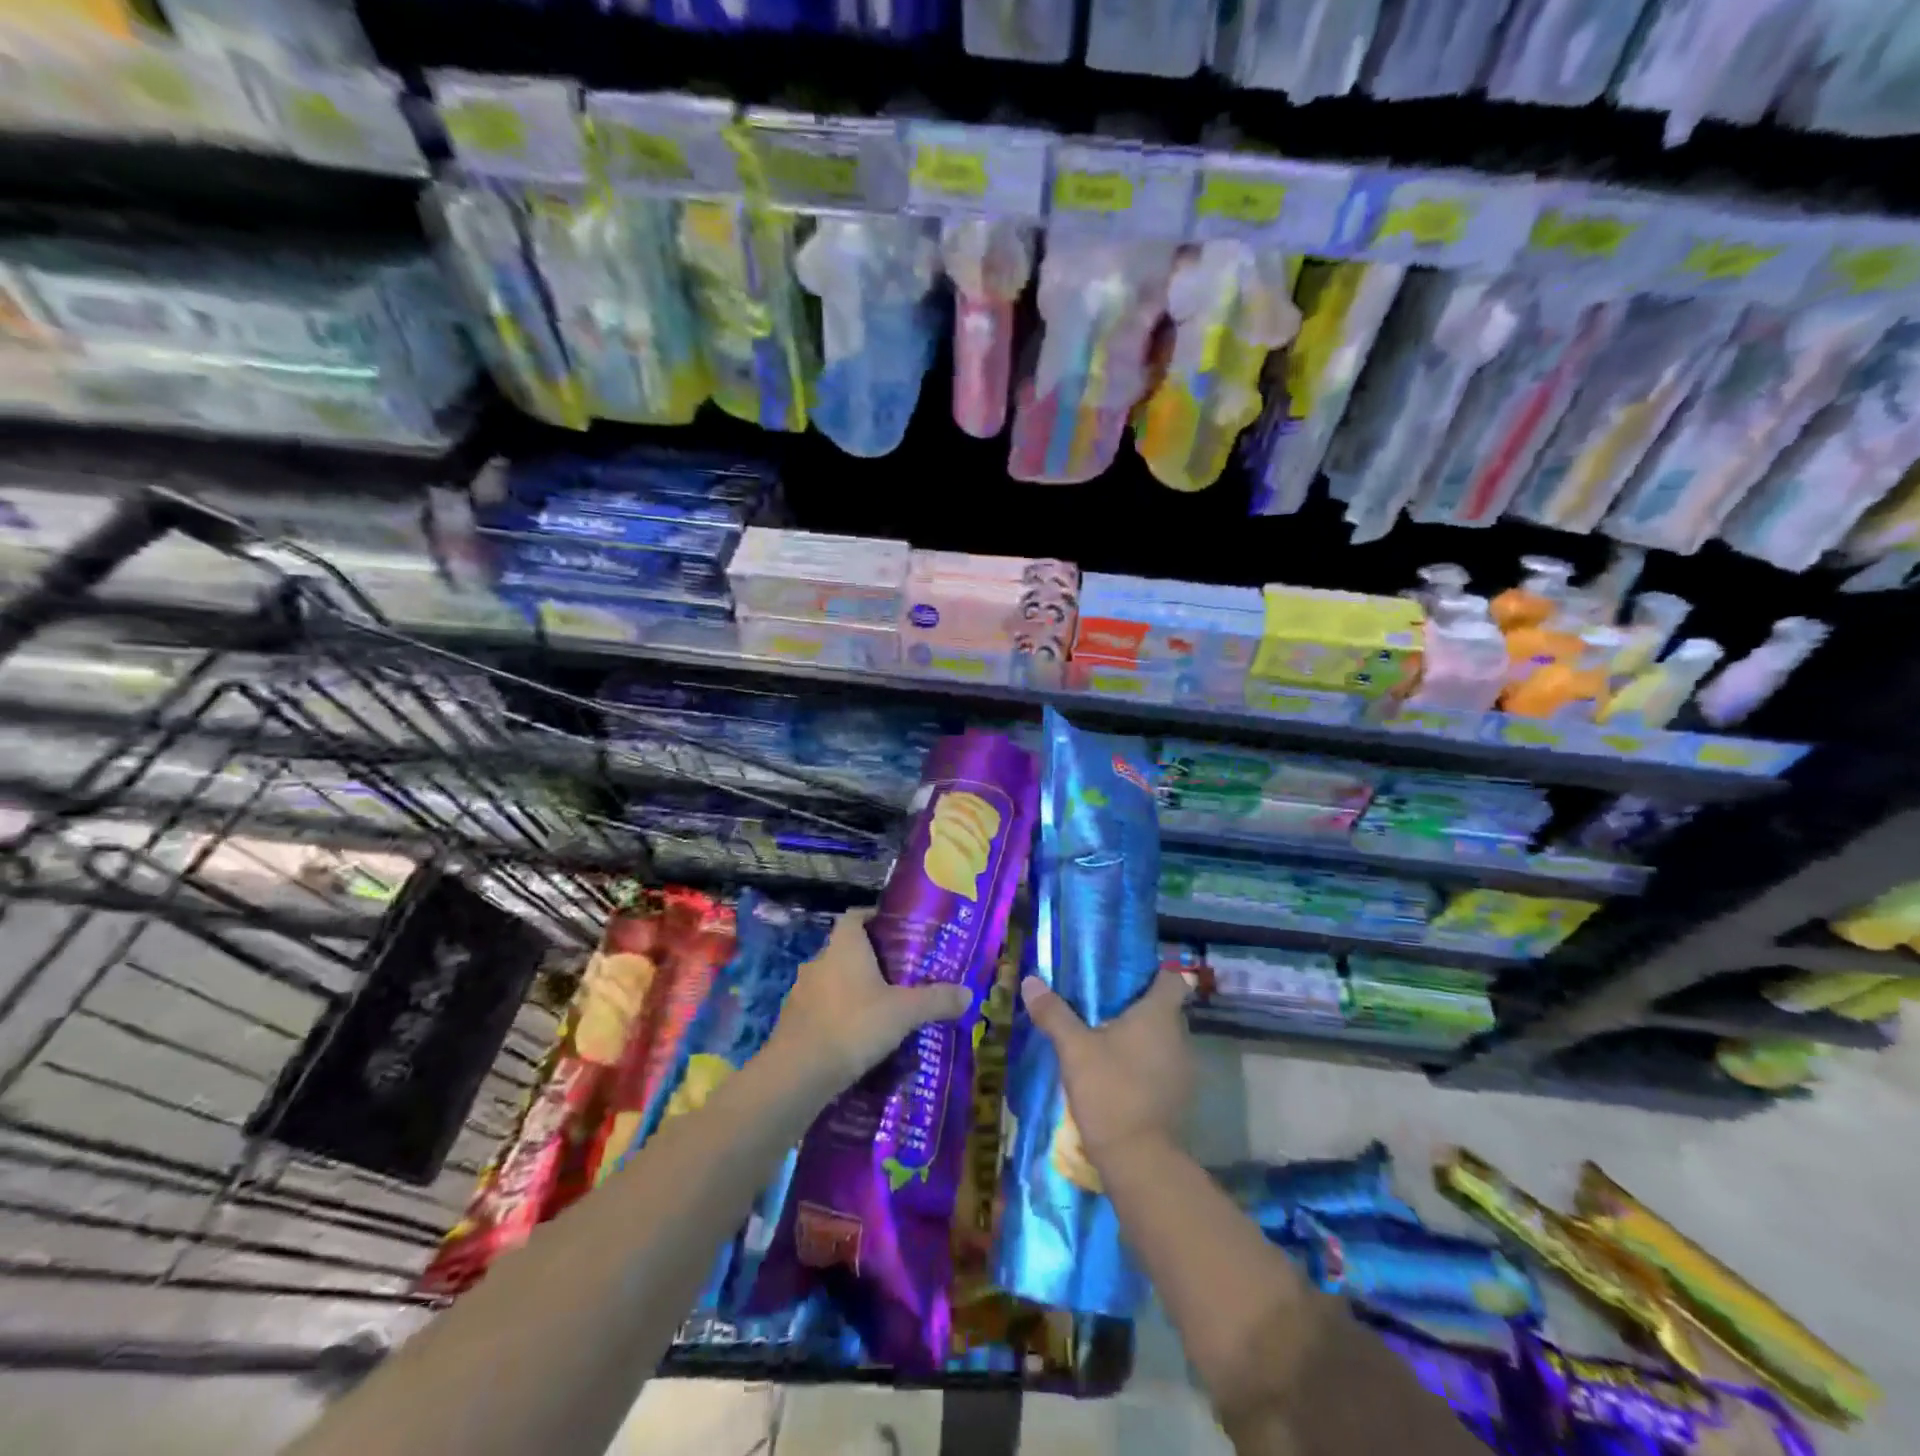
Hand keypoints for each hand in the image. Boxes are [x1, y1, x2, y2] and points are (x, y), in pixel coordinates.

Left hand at [763, 908, 970, 1098]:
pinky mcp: (793, 1021)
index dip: (875, 918)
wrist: (797, 1074)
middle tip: (900, 975)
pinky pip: (821, 1009)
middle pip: (847, 949)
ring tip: (882, 1008)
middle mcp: (819, 961)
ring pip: (833, 980)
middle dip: (871, 959)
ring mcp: (801, 991)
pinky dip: (838, 1016)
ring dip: (853, 990)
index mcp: (844, 946)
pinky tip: (857, 1037)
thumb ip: (936, 1000)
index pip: (856, 916)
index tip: (898, 932)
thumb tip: (968, 993)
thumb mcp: (904, 1012)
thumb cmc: (853, 1026)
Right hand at [1020, 970, 1193, 1169]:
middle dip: (1139, 1007)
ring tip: (1107, 1041)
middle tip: (1104, 1007)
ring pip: (1164, 1041)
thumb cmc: (1110, 1090)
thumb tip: (1031, 981)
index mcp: (1159, 1016)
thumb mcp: (1074, 1049)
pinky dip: (1146, 1066)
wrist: (1138, 1160)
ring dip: (1142, 1039)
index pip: (1172, 980)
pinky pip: (1164, 1068)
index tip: (1128, 977)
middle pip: (1166, 1010)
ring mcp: (1184, 1071)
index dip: (1154, 974)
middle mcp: (1180, 1038)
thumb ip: (1054, 1013)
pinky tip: (1118, 1075)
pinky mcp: (1180, 1098)